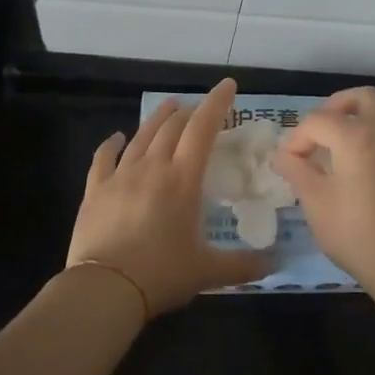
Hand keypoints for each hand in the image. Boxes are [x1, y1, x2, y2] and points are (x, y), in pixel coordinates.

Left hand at [66, 78, 272, 314]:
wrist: (105, 288)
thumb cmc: (162, 274)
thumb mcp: (209, 272)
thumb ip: (245, 265)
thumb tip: (278, 263)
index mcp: (183, 179)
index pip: (202, 128)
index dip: (216, 103)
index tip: (228, 86)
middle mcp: (152, 167)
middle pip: (172, 127)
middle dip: (189, 112)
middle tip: (199, 108)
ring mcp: (120, 175)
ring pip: (141, 136)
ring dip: (157, 118)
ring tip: (168, 107)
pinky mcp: (95, 190)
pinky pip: (103, 157)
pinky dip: (111, 144)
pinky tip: (116, 138)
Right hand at [274, 87, 374, 290]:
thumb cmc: (355, 233)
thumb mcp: (315, 202)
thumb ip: (296, 171)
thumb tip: (283, 156)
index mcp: (355, 136)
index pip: (317, 121)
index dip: (296, 139)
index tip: (286, 163)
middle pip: (362, 98)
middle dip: (336, 107)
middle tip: (319, 133)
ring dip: (362, 125)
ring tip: (344, 152)